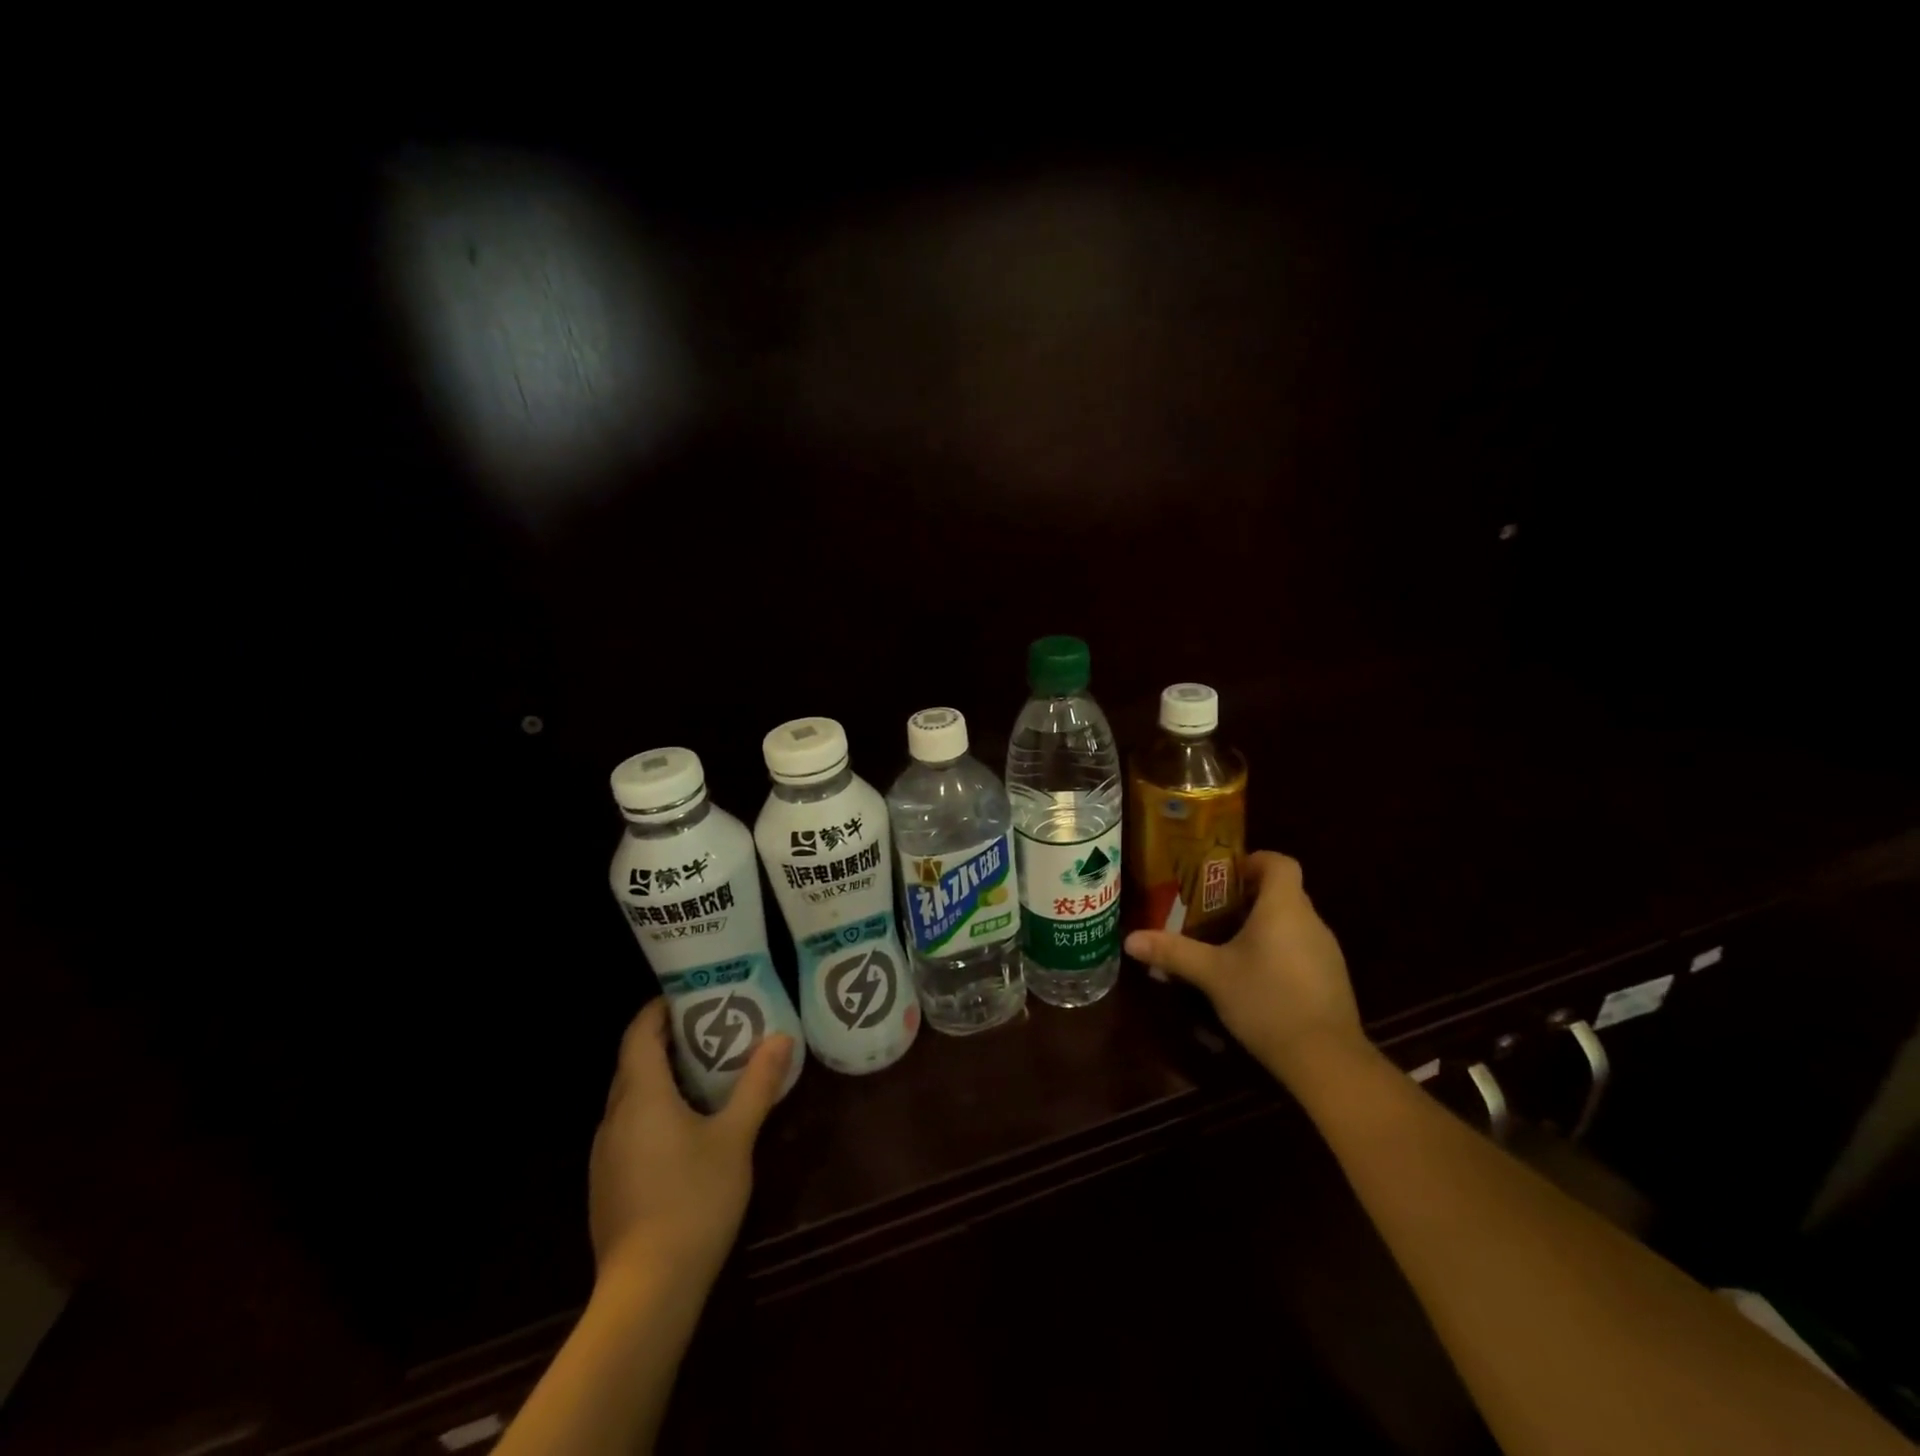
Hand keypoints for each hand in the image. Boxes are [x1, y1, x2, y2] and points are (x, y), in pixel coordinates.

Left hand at [588, 998, 794, 1291]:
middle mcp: (614, 1118)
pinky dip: (653, 1109)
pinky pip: (628, 1127)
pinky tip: (684, 1127)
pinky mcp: (607, 1183)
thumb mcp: (736, 1137)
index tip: (687, 995)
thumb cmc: (693, 1200)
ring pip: (630, 1097)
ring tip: (702, 1071)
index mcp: (641, 1097)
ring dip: (659, 1076)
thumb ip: (757, 1085)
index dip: (658, 1010)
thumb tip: (781, 1038)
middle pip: (632, 1063)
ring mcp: (605, 1154)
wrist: (647, 1291)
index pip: (638, 1035)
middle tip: (708, 1027)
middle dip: (664, 1040)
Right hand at [1125, 851, 1364, 1085]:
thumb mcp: (1212, 975)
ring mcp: (1327, 951)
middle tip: (1211, 911)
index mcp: (1283, 907)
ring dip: (1263, 927)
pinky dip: (1279, 952)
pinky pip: (1302, 949)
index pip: (1279, 862)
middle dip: (1248, 897)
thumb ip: (1173, 952)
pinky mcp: (1332, 979)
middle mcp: (1311, 920)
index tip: (1224, 876)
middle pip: (1283, 892)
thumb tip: (1130, 939)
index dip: (1253, 861)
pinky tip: (1255, 979)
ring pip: (1292, 923)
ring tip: (1227, 945)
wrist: (1326, 1059)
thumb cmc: (1266, 1000)